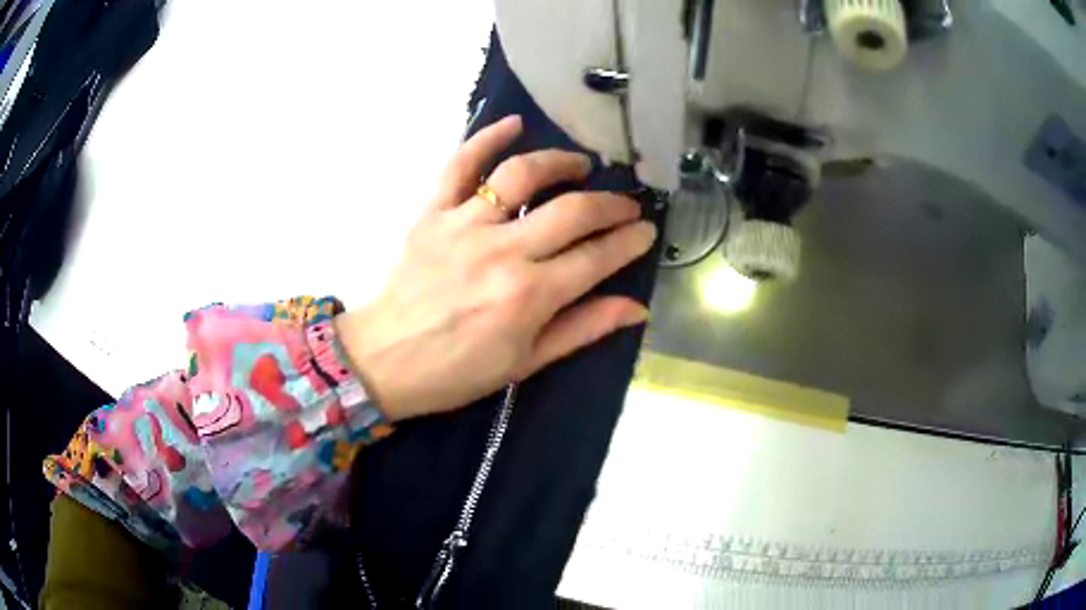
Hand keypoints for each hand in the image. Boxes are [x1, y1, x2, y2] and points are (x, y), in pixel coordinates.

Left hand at [334, 115, 656, 421]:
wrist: (383, 360)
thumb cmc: (457, 370)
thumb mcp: (526, 362)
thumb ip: (582, 329)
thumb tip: (636, 308)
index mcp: (530, 296)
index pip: (597, 257)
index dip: (629, 241)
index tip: (646, 230)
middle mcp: (503, 252)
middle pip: (572, 211)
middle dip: (612, 204)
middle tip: (627, 203)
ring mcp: (465, 225)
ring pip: (523, 174)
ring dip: (561, 162)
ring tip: (582, 165)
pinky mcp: (432, 212)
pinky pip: (460, 164)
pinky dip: (487, 137)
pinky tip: (514, 123)